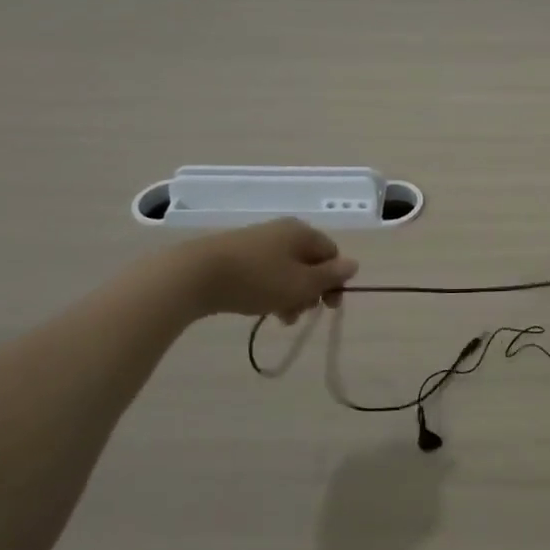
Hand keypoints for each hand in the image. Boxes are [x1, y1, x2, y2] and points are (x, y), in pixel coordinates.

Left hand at [170, 218, 357, 321]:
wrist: (195, 275)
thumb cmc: (257, 279)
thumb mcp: (300, 283)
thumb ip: (330, 276)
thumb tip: (353, 264)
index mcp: (303, 233)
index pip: (332, 254)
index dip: (335, 281)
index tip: (327, 307)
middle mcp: (283, 231)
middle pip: (309, 262)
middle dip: (310, 290)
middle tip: (299, 314)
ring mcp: (258, 240)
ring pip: (286, 269)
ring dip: (289, 294)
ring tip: (278, 317)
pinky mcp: (236, 253)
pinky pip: (265, 271)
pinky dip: (269, 289)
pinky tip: (259, 306)